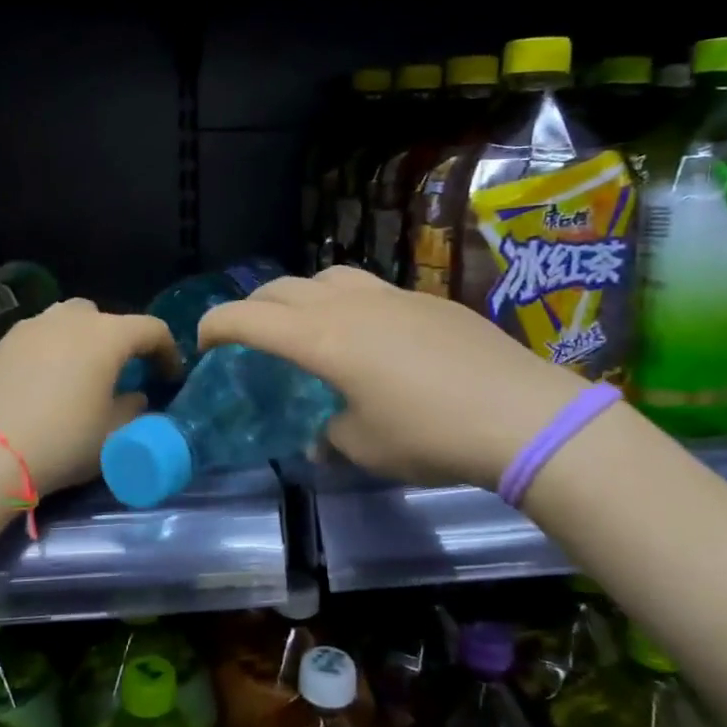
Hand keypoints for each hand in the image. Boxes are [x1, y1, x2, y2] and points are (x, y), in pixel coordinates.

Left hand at [0, 299, 178, 495]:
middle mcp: (68, 320)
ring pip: (65, 322)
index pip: (151, 329)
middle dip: (118, 340)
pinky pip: (36, 340)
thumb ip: (133, 409)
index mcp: (106, 335)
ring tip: (78, 376)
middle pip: (104, 317)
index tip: (170, 376)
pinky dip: (48, 354)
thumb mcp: (113, 435)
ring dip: (80, 342)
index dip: (167, 351)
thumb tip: (135, 397)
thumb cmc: (62, 441)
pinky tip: (42, 386)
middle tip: (119, 373)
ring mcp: (29, 328)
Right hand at [196, 266, 588, 488]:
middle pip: (280, 288)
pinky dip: (345, 303)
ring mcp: (389, 295)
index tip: (203, 343)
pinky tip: (370, 336)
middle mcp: (346, 306)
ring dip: (299, 297)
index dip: (215, 325)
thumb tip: (321, 438)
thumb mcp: (364, 449)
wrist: (522, 414)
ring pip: (324, 277)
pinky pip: (368, 288)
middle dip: (252, 308)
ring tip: (307, 327)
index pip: (247, 318)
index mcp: (320, 340)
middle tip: (251, 338)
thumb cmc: (429, 436)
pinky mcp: (425, 298)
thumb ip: (328, 437)